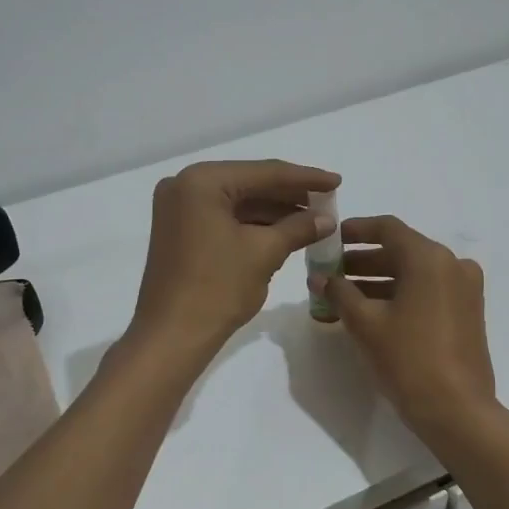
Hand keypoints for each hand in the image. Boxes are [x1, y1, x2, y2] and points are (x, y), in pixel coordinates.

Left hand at [129, 160, 340, 359]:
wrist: (172, 336)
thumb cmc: (218, 288)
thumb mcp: (264, 253)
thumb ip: (299, 228)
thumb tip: (327, 219)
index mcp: (202, 181)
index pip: (264, 172)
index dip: (305, 178)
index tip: (337, 182)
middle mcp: (185, 185)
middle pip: (249, 184)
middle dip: (290, 196)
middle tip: (328, 201)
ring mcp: (178, 209)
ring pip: (237, 202)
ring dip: (274, 212)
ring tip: (314, 220)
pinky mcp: (179, 231)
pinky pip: (223, 218)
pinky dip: (253, 225)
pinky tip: (284, 232)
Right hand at [321, 216, 498, 432]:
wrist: (456, 410)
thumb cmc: (408, 359)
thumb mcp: (365, 324)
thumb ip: (339, 293)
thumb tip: (319, 278)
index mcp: (429, 258)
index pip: (387, 228)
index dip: (355, 230)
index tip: (330, 240)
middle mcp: (452, 264)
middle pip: (401, 250)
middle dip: (363, 260)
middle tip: (330, 273)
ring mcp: (464, 289)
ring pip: (414, 273)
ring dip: (379, 279)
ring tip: (344, 296)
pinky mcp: (467, 312)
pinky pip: (428, 290)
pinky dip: (400, 294)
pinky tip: (372, 312)